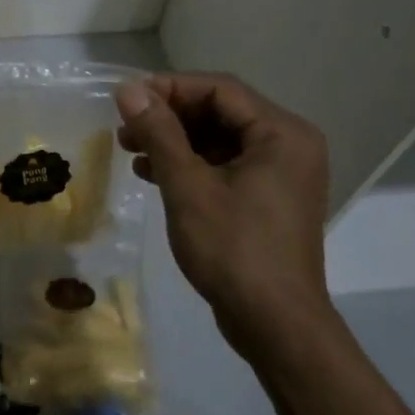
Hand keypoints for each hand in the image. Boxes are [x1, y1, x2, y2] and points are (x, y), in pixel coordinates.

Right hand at [115, 73, 332, 355]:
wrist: (275, 325)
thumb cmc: (234, 250)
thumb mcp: (188, 187)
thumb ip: (159, 133)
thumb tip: (128, 89)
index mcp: (282, 133)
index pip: (221, 89)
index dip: (170, 88)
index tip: (127, 98)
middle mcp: (289, 145)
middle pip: (221, 112)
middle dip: (170, 117)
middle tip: (125, 127)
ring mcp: (281, 174)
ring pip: (220, 140)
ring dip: (175, 141)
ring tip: (131, 149)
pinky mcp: (269, 199)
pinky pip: (226, 166)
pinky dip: (191, 165)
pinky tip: (153, 174)